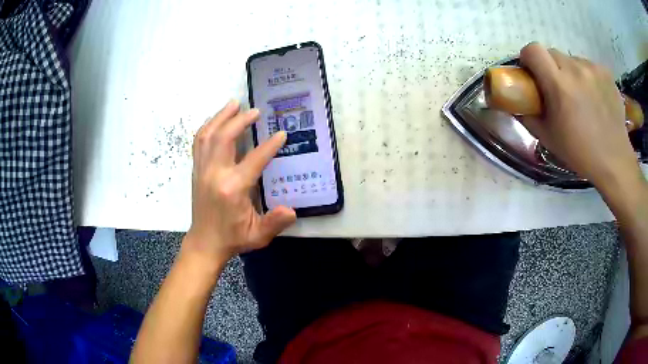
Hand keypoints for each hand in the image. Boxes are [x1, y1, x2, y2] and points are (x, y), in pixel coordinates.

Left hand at [184, 100, 295, 265]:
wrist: (205, 243)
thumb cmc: (233, 238)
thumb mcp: (258, 235)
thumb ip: (275, 222)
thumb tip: (292, 210)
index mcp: (232, 189)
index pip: (253, 159)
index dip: (269, 145)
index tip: (281, 134)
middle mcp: (214, 174)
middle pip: (224, 137)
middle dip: (240, 120)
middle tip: (255, 111)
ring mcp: (202, 170)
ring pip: (208, 135)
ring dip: (220, 117)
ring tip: (233, 104)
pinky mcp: (196, 170)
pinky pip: (199, 142)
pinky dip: (207, 127)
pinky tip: (216, 121)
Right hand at [518, 42, 642, 191]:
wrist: (614, 161)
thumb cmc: (580, 152)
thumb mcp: (548, 138)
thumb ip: (528, 114)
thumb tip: (517, 101)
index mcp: (559, 85)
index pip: (533, 50)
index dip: (529, 59)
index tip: (533, 73)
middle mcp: (575, 69)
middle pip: (552, 52)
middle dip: (550, 67)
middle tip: (558, 89)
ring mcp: (593, 69)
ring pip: (572, 59)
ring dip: (570, 72)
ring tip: (580, 96)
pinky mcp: (606, 72)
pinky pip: (588, 66)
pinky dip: (587, 77)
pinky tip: (594, 97)